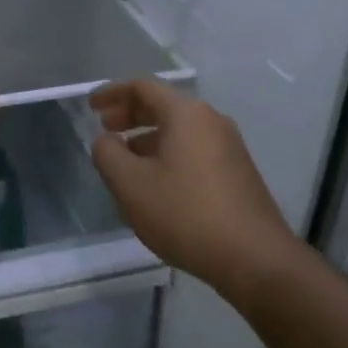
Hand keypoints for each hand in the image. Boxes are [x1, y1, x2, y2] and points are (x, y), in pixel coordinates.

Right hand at [90, 78, 298, 292]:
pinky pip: (194, 149)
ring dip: (148, 137)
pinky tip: (156, 182)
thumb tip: (106, 140)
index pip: (142, 87)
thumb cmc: (186, 214)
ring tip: (125, 159)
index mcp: (186, 113)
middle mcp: (211, 121)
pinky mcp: (238, 172)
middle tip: (105, 129)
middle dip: (130, 114)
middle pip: (163, 105)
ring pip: (179, 129)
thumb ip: (108, 154)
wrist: (256, 260)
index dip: (112, 93)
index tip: (91, 106)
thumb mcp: (131, 184)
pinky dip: (168, 153)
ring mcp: (229, 147)